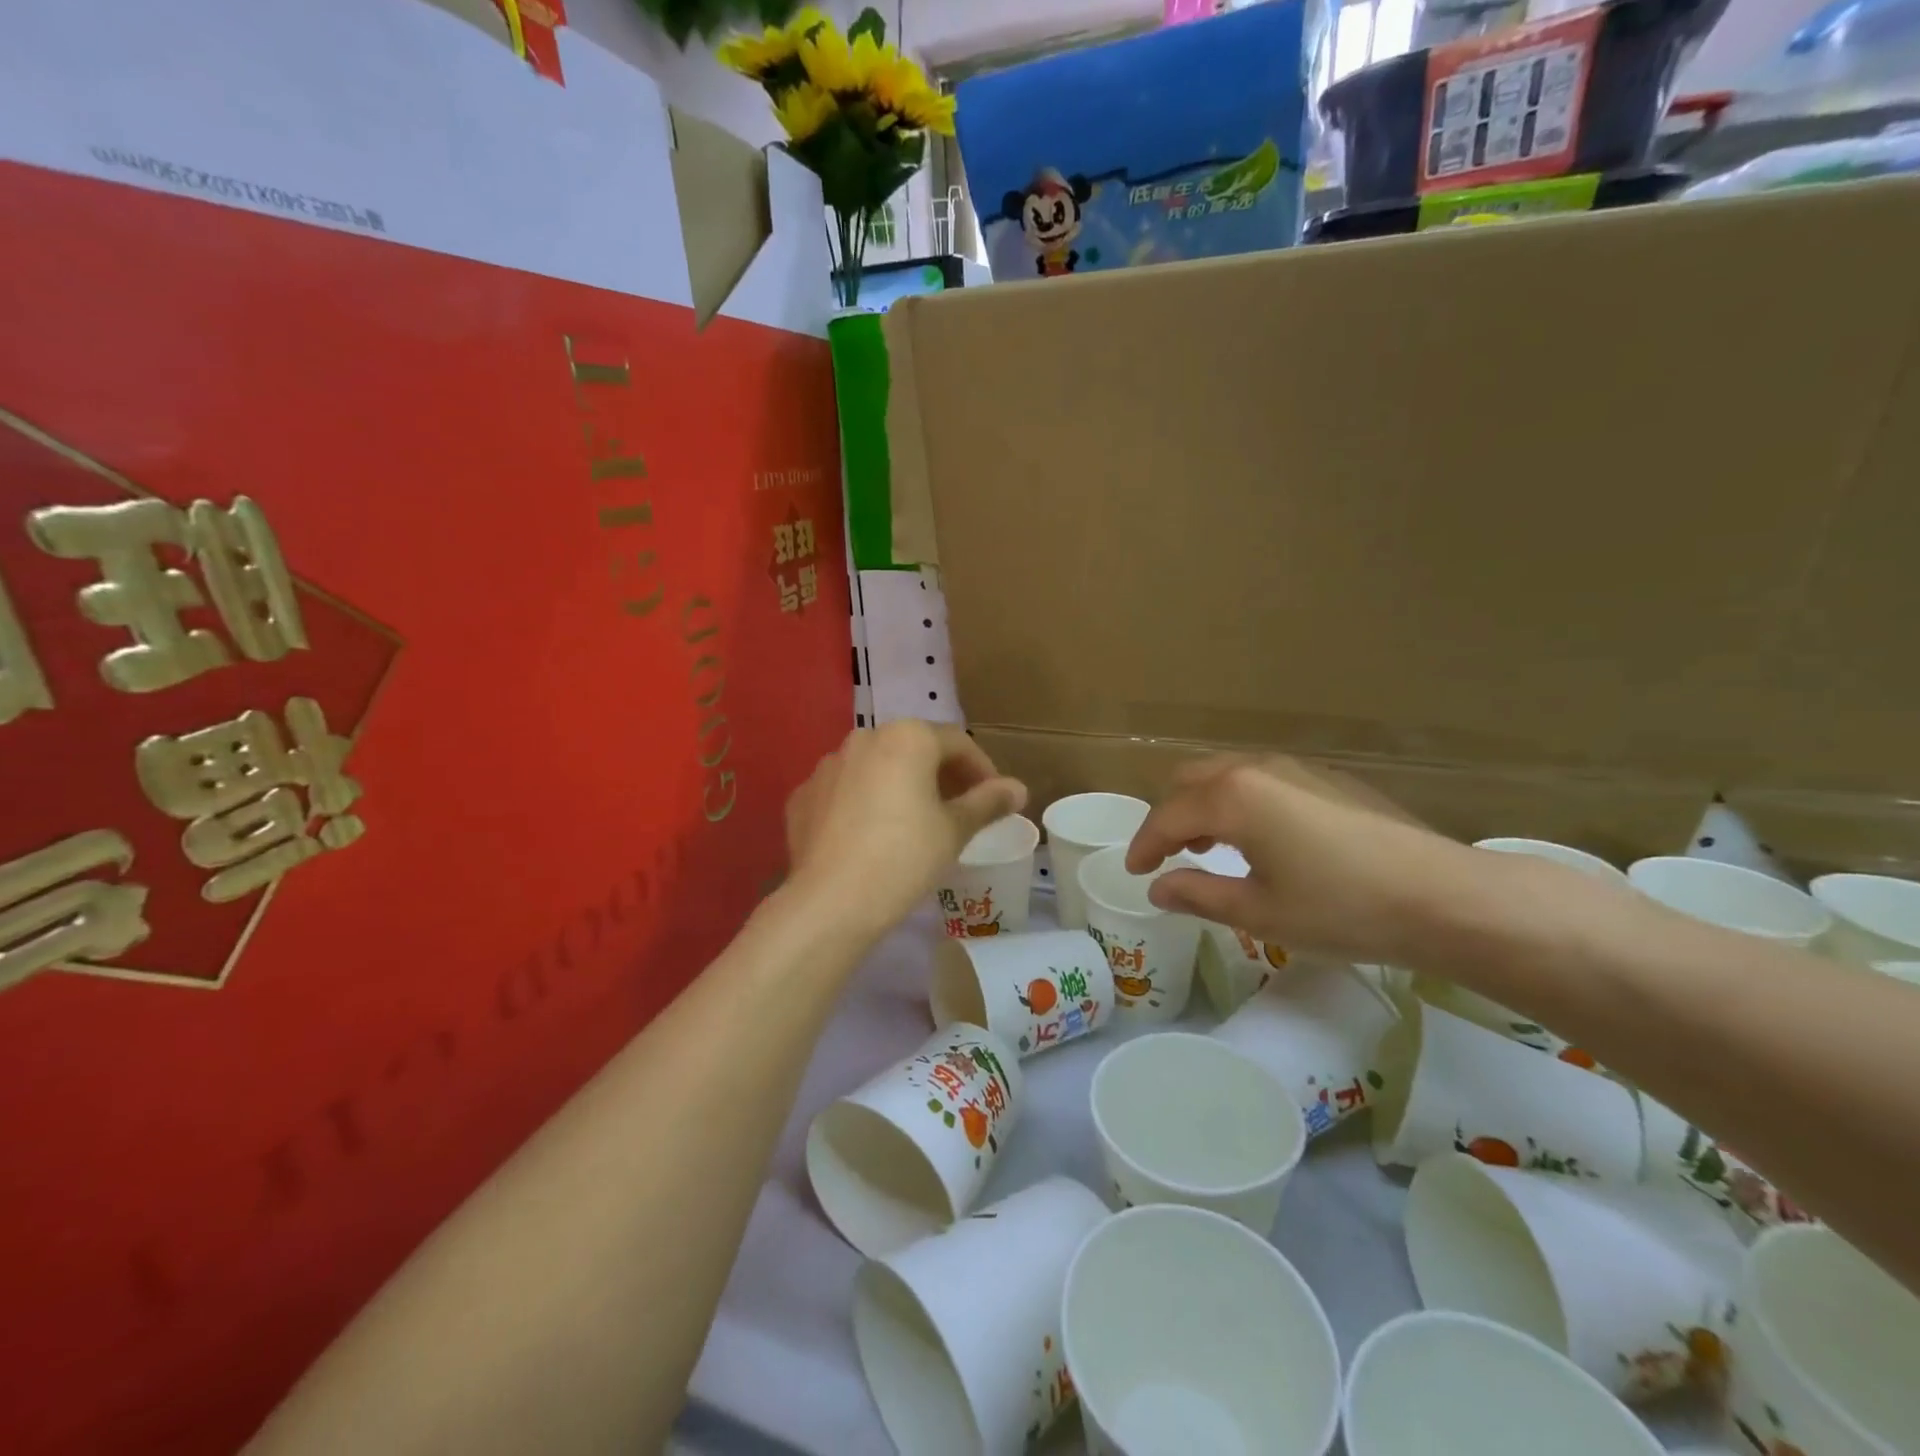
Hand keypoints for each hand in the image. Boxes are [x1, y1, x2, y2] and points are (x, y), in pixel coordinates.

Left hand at [784, 722, 1027, 937]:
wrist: (831, 902)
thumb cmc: (905, 857)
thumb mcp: (954, 830)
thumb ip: (988, 802)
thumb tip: (1018, 788)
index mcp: (907, 737)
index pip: (958, 742)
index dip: (981, 769)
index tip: (993, 800)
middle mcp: (864, 738)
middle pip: (914, 749)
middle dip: (940, 775)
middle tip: (957, 810)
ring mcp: (827, 766)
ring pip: (876, 768)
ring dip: (899, 786)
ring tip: (912, 823)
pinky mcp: (802, 796)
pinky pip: (844, 791)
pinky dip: (862, 804)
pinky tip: (869, 836)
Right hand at [1124, 755, 1483, 966]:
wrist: (1445, 898)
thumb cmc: (1341, 908)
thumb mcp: (1259, 912)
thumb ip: (1198, 895)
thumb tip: (1158, 888)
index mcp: (1232, 797)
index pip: (1167, 816)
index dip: (1144, 846)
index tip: (1136, 872)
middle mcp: (1258, 769)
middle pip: (1191, 779)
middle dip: (1171, 816)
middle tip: (1170, 856)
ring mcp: (1298, 769)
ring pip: (1228, 775)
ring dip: (1206, 806)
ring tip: (1211, 848)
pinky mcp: (1330, 779)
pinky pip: (1264, 780)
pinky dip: (1242, 802)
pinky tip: (1264, 840)